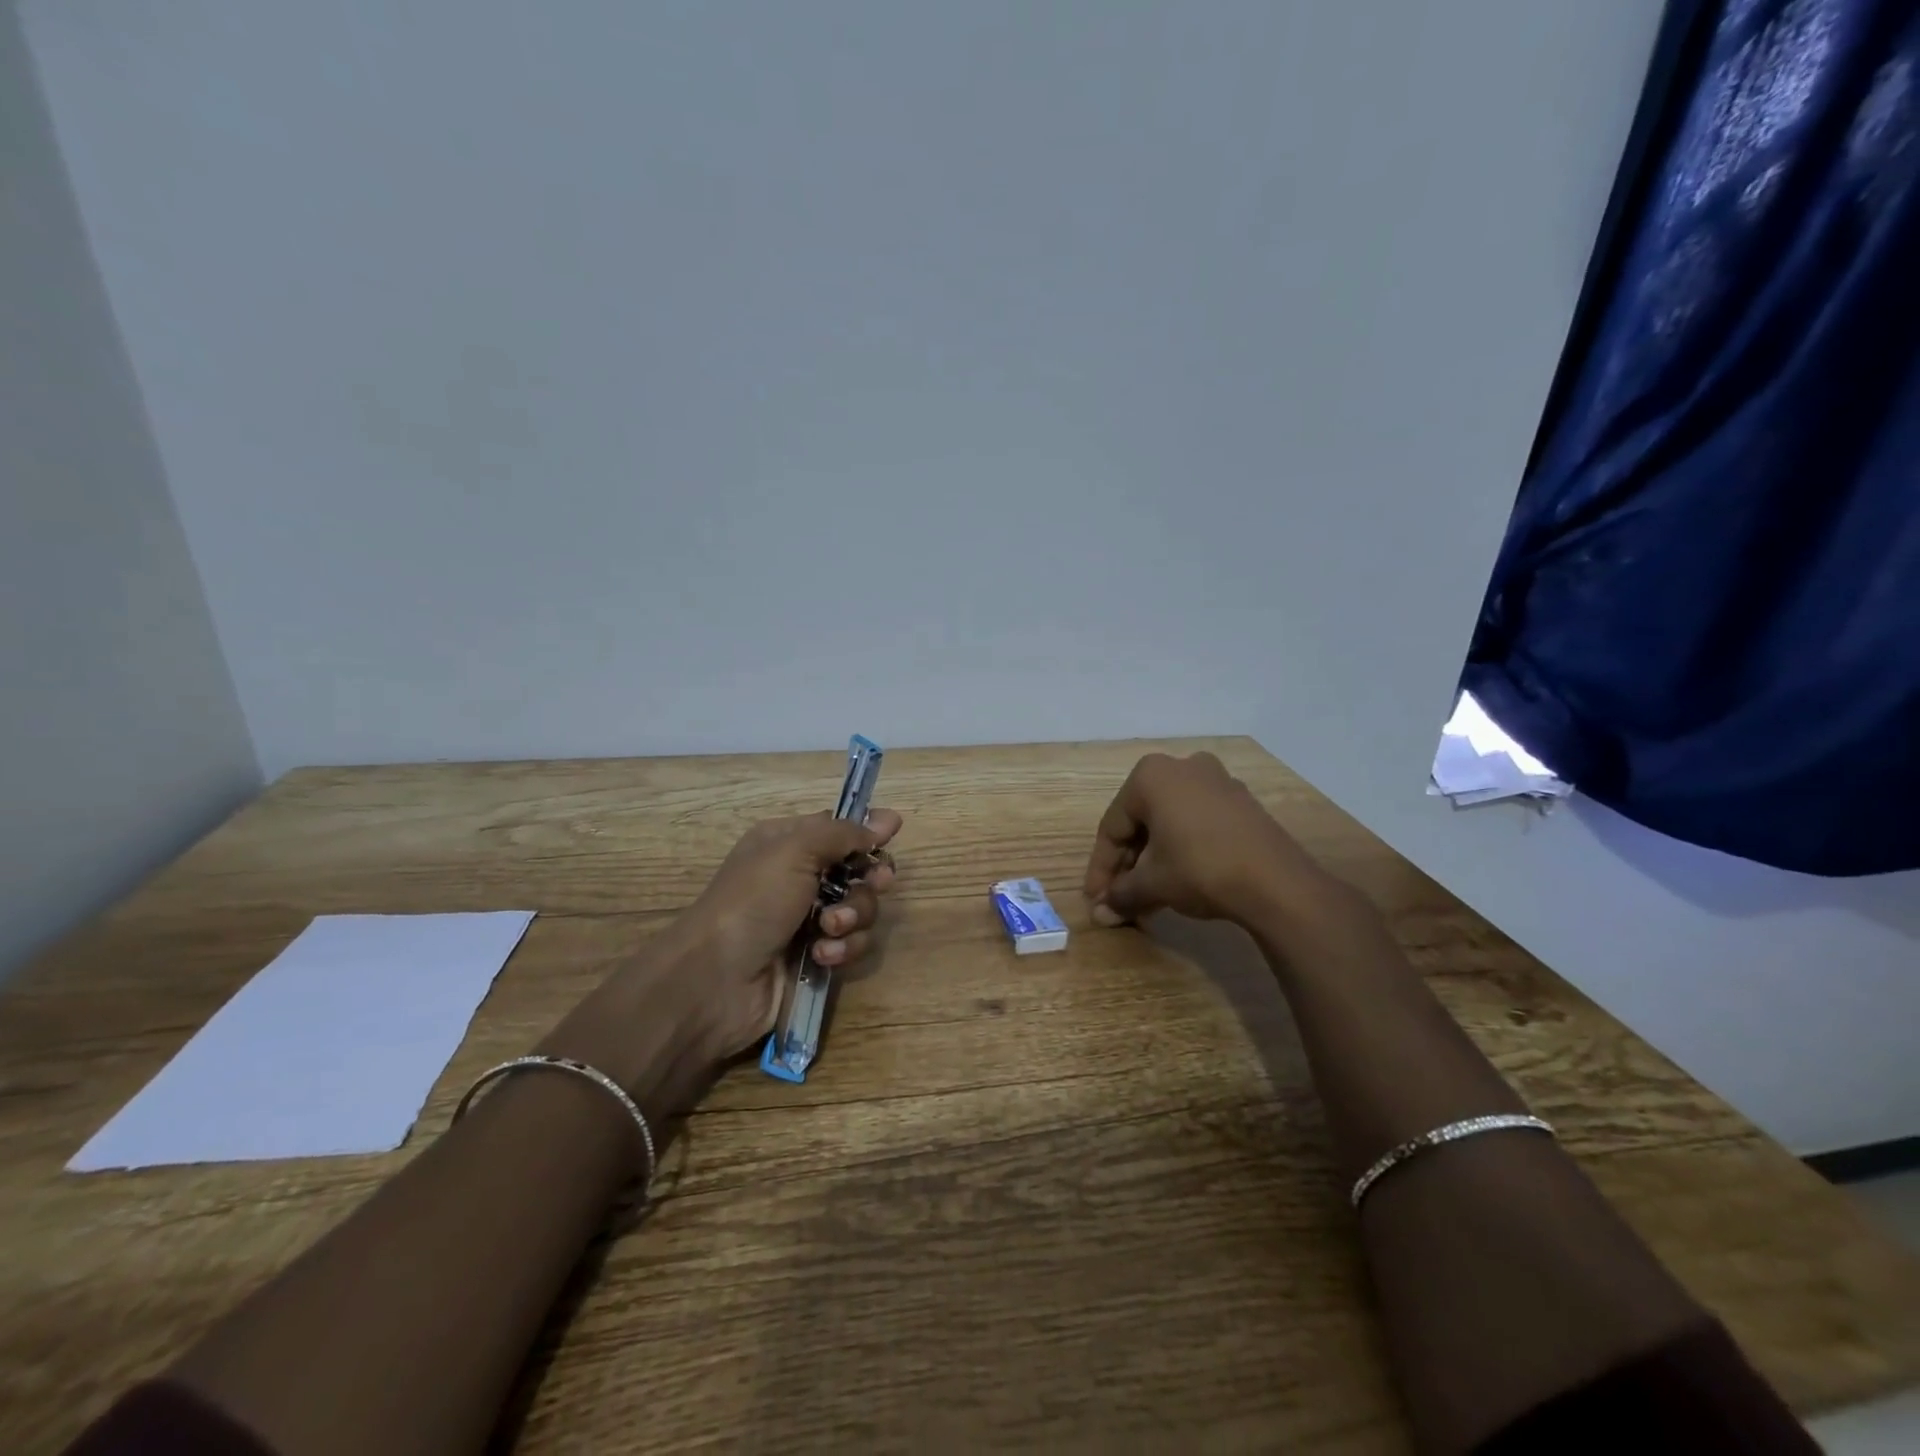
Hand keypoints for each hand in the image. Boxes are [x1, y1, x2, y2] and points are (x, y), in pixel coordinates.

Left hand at [681, 808, 902, 1059]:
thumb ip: (844, 833)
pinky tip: (821, 956)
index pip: (839, 829)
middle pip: (859, 869)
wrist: (716, 980)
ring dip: (853, 917)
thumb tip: (886, 820)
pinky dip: (842, 948)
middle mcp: (799, 878)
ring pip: (861, 909)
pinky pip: (851, 944)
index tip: (891, 834)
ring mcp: (808, 920)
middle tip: (876, 883)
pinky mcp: (816, 957)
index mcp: (788, 843)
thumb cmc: (753, 901)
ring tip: (828, 929)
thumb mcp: (795, 850)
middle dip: (870, 879)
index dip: (866, 832)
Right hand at [1083, 752, 1327, 926]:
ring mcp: (1216, 781)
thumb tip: (1101, 914)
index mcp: (1150, 775)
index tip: (1095, 899)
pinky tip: (1176, 881)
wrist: (1277, 882)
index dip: (1101, 868)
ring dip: (1153, 861)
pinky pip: (1196, 823)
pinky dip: (1180, 850)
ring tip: (1146, 898)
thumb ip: (1121, 894)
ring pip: (1169, 824)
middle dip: (1128, 865)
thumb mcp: (1152, 883)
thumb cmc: (1200, 869)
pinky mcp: (1240, 802)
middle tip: (1119, 900)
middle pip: (1141, 822)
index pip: (1112, 827)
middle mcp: (1181, 767)